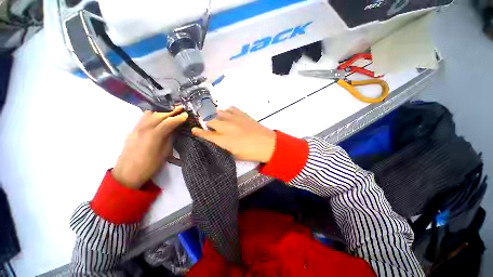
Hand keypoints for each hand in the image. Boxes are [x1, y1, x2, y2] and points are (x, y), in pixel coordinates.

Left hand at [112, 107, 187, 189]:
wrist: (127, 174)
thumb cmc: (149, 166)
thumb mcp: (164, 154)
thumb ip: (169, 139)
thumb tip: (173, 131)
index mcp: (154, 135)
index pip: (169, 122)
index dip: (178, 118)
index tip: (186, 114)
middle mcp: (144, 128)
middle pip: (159, 115)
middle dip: (171, 111)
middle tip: (180, 109)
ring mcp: (136, 128)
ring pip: (150, 114)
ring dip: (161, 112)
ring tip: (170, 112)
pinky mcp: (132, 130)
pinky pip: (143, 118)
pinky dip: (152, 114)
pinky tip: (157, 117)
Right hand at [192, 107, 275, 162]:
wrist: (266, 143)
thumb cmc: (250, 152)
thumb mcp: (233, 154)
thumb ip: (222, 146)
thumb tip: (215, 140)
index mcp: (223, 140)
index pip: (205, 134)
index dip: (198, 132)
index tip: (193, 130)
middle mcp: (226, 127)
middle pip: (210, 121)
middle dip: (208, 124)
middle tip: (211, 127)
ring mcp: (234, 118)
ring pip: (219, 112)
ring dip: (217, 117)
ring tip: (220, 120)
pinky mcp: (241, 114)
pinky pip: (230, 108)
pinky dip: (227, 111)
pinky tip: (229, 115)